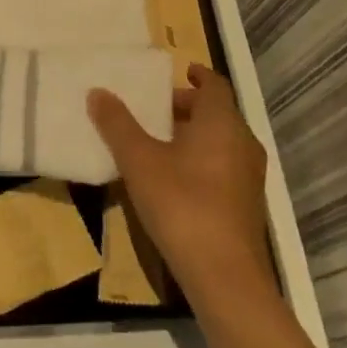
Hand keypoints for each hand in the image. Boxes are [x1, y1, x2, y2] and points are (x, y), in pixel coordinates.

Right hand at [88, 64, 273, 304]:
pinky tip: (174, 180)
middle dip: (187, 107)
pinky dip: (202, 160)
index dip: (196, 75)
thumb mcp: (139, 161)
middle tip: (154, 110)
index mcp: (222, 122)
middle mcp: (243, 142)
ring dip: (193, 136)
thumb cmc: (181, 204)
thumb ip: (117, 124)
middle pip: (217, 113)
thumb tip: (97, 91)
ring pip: (221, 141)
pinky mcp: (247, 205)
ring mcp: (249, 176)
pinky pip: (224, 166)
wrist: (224, 275)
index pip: (214, 85)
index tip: (178, 72)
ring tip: (158, 143)